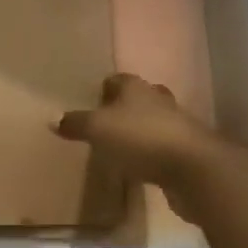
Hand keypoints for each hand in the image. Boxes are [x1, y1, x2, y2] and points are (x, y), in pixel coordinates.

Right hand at [53, 74, 229, 211]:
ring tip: (120, 148)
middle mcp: (157, 100)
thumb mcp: (98, 130)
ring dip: (139, 132)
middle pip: (138, 99)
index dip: (103, 90)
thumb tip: (54, 119)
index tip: (91, 104)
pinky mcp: (185, 151)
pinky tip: (139, 168)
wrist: (192, 168)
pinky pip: (162, 148)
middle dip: (123, 109)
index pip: (117, 79)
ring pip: (152, 122)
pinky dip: (151, 154)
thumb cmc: (140, 138)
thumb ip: (76, 124)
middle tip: (104, 126)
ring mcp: (176, 125)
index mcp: (136, 88)